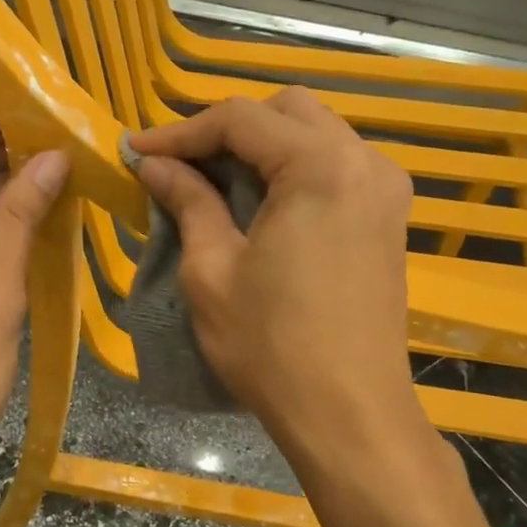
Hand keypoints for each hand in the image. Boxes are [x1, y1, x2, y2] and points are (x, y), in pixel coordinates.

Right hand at [129, 88, 419, 455]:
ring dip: (261, 146)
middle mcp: (364, 162)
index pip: (241, 119)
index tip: (137, 152)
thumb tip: (154, 165)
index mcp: (320, 166)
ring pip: (315, 135)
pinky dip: (292, 169)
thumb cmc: (271, 346)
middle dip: (226, 129)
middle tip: (177, 163)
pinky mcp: (389, 218)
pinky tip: (259, 200)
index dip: (181, 132)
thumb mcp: (212, 270)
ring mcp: (386, 190)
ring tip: (211, 179)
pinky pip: (336, 167)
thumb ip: (187, 202)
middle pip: (286, 112)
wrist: (350, 413)